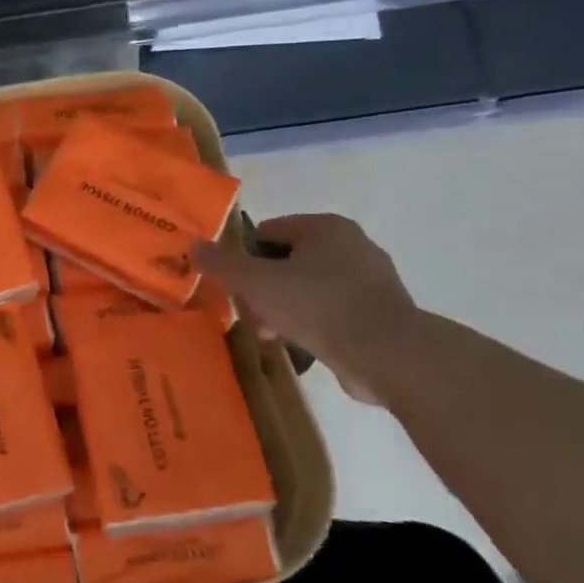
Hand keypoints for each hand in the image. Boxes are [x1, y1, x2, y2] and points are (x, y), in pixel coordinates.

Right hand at [192, 215, 418, 404]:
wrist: (389, 355)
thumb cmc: (318, 306)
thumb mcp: (257, 282)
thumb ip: (222, 263)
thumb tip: (193, 245)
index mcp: (325, 227)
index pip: (267, 232)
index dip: (243, 259)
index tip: (235, 288)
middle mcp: (352, 245)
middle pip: (286, 262)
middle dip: (263, 290)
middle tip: (252, 317)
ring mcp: (371, 280)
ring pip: (307, 289)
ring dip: (284, 310)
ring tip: (273, 337)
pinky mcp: (381, 314)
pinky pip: (332, 313)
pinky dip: (312, 326)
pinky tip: (301, 347)